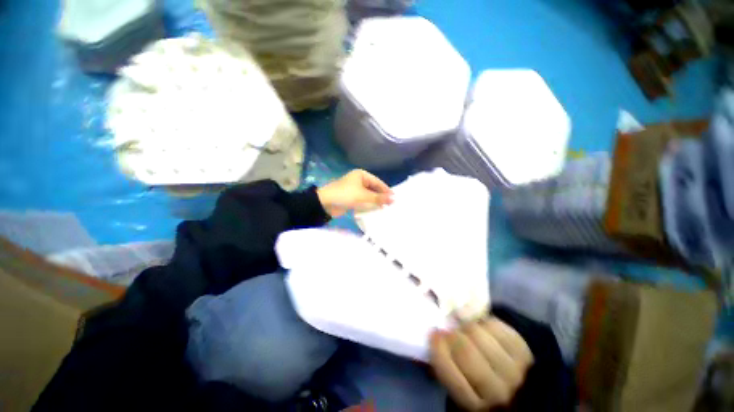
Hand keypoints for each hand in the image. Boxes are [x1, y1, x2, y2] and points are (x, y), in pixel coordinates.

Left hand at [317, 170, 392, 217]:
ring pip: (369, 196)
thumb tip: (394, 199)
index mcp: (361, 175)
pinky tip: (376, 211)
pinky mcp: (352, 199)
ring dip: (376, 202)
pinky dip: (369, 205)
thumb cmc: (345, 195)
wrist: (325, 204)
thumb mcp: (364, 196)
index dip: (386, 190)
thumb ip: (379, 198)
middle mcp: (359, 181)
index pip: (378, 182)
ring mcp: (355, 190)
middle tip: (392, 205)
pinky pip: (363, 201)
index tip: (395, 199)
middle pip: (374, 189)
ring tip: (386, 209)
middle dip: (381, 197)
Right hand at [430, 318, 532, 410]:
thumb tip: (435, 336)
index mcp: (474, 405)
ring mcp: (513, 371)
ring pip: (480, 335)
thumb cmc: (480, 385)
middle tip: (449, 329)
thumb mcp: (461, 385)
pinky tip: (482, 327)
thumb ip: (446, 365)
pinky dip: (484, 322)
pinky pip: (496, 327)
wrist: (517, 387)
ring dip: (467, 327)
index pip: (450, 375)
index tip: (434, 334)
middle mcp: (496, 392)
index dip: (438, 349)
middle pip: (466, 352)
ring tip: (465, 328)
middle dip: (452, 335)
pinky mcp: (524, 352)